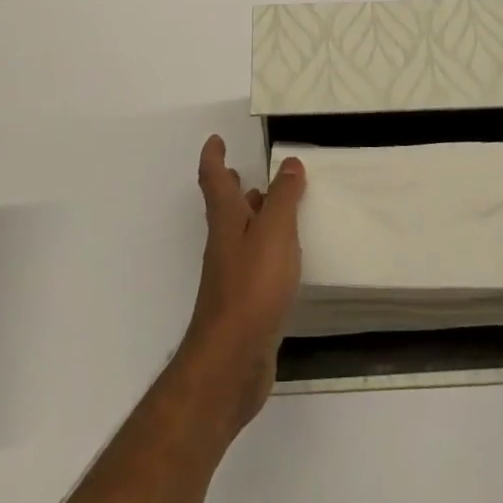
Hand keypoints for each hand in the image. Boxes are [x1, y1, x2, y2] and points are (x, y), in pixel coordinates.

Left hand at [178, 134, 305, 431]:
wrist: (232, 362)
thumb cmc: (252, 287)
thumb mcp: (274, 233)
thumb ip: (284, 197)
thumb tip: (289, 163)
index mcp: (226, 220)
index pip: (214, 179)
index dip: (214, 157)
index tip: (216, 140)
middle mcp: (224, 243)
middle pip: (224, 207)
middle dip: (230, 186)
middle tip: (242, 170)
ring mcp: (232, 275)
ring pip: (240, 235)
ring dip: (251, 216)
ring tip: (274, 207)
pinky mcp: (244, 303)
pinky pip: (254, 263)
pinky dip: (266, 249)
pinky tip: (285, 258)